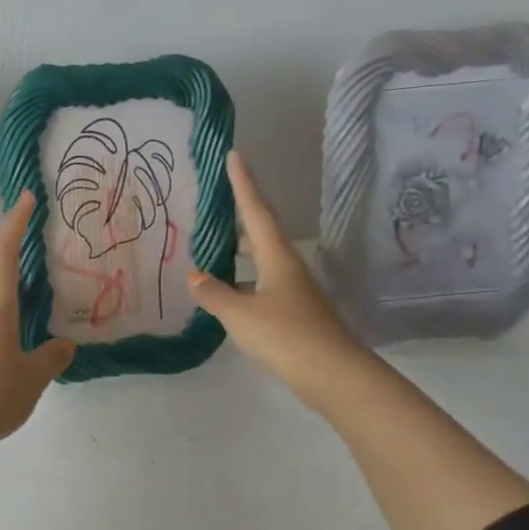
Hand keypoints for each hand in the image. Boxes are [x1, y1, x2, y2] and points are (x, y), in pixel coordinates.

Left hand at [0, 191, 75, 449]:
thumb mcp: (32, 378)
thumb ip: (50, 358)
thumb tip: (64, 344)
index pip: (4, 253)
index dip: (15, 223)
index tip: (26, 198)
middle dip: (9, 265)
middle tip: (36, 272)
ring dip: (3, 298)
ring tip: (29, 313)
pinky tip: (12, 347)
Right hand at [189, 151, 370, 409]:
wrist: (332, 374)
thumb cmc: (284, 335)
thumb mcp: (239, 314)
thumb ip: (214, 293)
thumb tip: (196, 276)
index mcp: (277, 257)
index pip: (256, 211)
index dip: (243, 183)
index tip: (235, 155)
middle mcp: (288, 268)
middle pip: (261, 234)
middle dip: (239, 219)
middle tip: (214, 207)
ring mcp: (294, 292)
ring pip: (261, 263)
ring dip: (239, 255)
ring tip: (210, 252)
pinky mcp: (294, 314)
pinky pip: (262, 287)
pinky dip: (242, 284)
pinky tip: (226, 296)